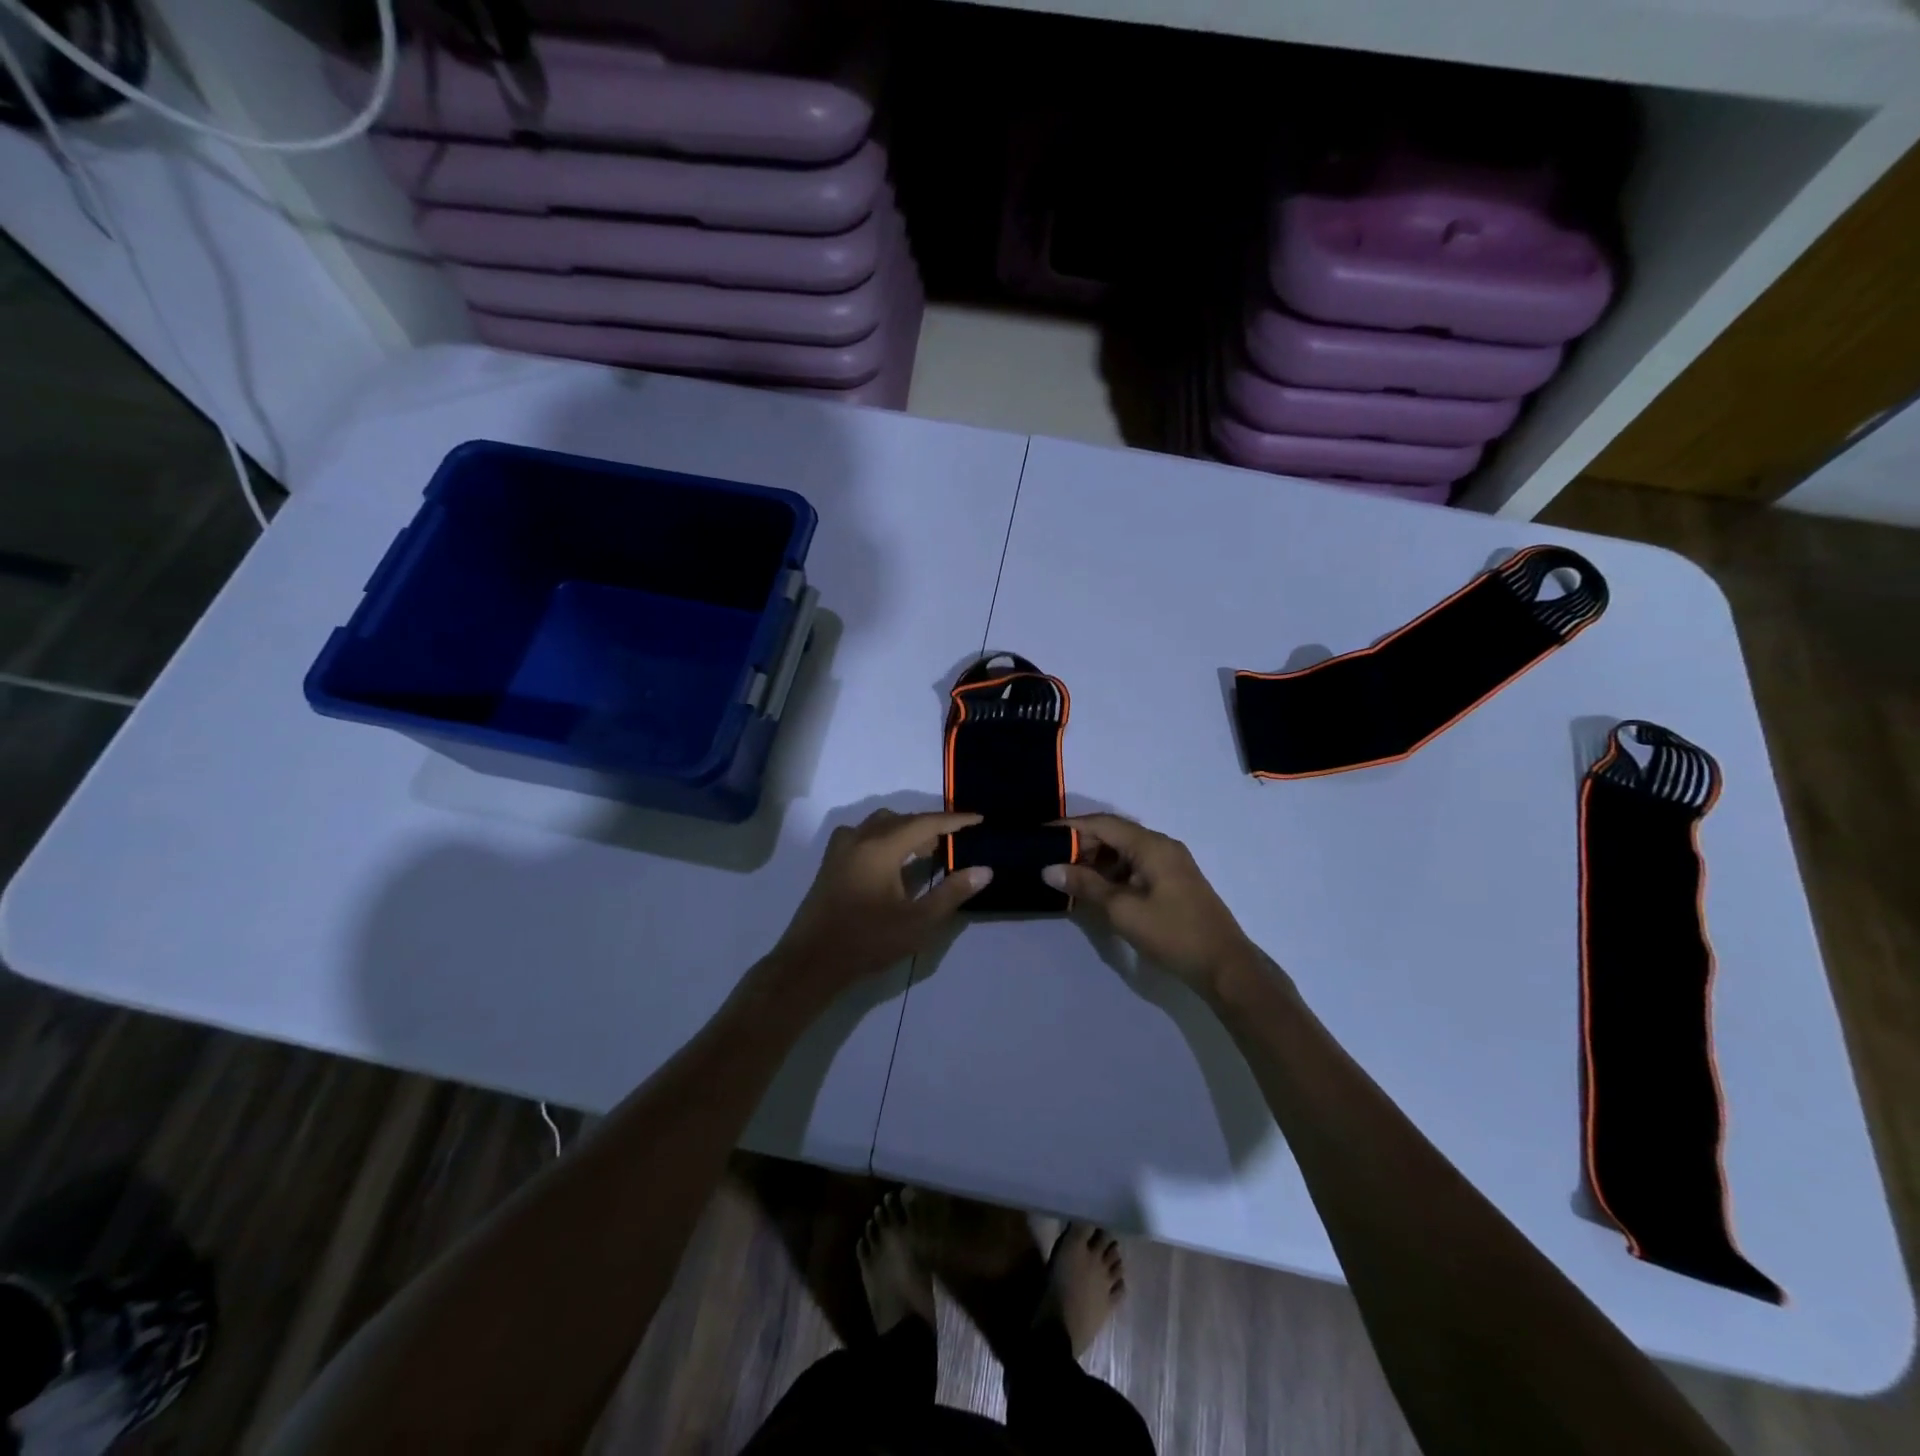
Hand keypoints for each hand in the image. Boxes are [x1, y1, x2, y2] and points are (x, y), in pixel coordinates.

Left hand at [768, 809, 991, 1001]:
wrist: (812, 960)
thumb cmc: (868, 941)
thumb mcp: (917, 922)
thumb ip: (952, 893)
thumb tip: (984, 870)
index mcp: (881, 847)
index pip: (925, 823)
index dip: (954, 820)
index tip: (978, 819)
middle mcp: (860, 838)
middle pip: (902, 819)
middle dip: (930, 826)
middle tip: (953, 842)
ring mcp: (841, 848)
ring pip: (881, 824)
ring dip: (906, 830)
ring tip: (925, 852)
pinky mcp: (831, 861)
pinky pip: (863, 834)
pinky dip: (884, 836)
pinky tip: (891, 860)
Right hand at [1042, 814, 1259, 995]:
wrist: (1224, 966)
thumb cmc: (1172, 934)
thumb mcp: (1122, 910)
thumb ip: (1085, 885)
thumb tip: (1049, 868)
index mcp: (1151, 845)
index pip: (1103, 823)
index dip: (1070, 827)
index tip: (1040, 835)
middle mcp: (1162, 845)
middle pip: (1114, 833)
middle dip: (1081, 844)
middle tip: (1051, 860)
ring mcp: (1170, 863)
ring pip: (1124, 850)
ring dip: (1096, 859)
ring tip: (1068, 875)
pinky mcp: (1173, 880)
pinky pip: (1136, 864)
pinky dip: (1113, 871)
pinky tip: (1097, 888)